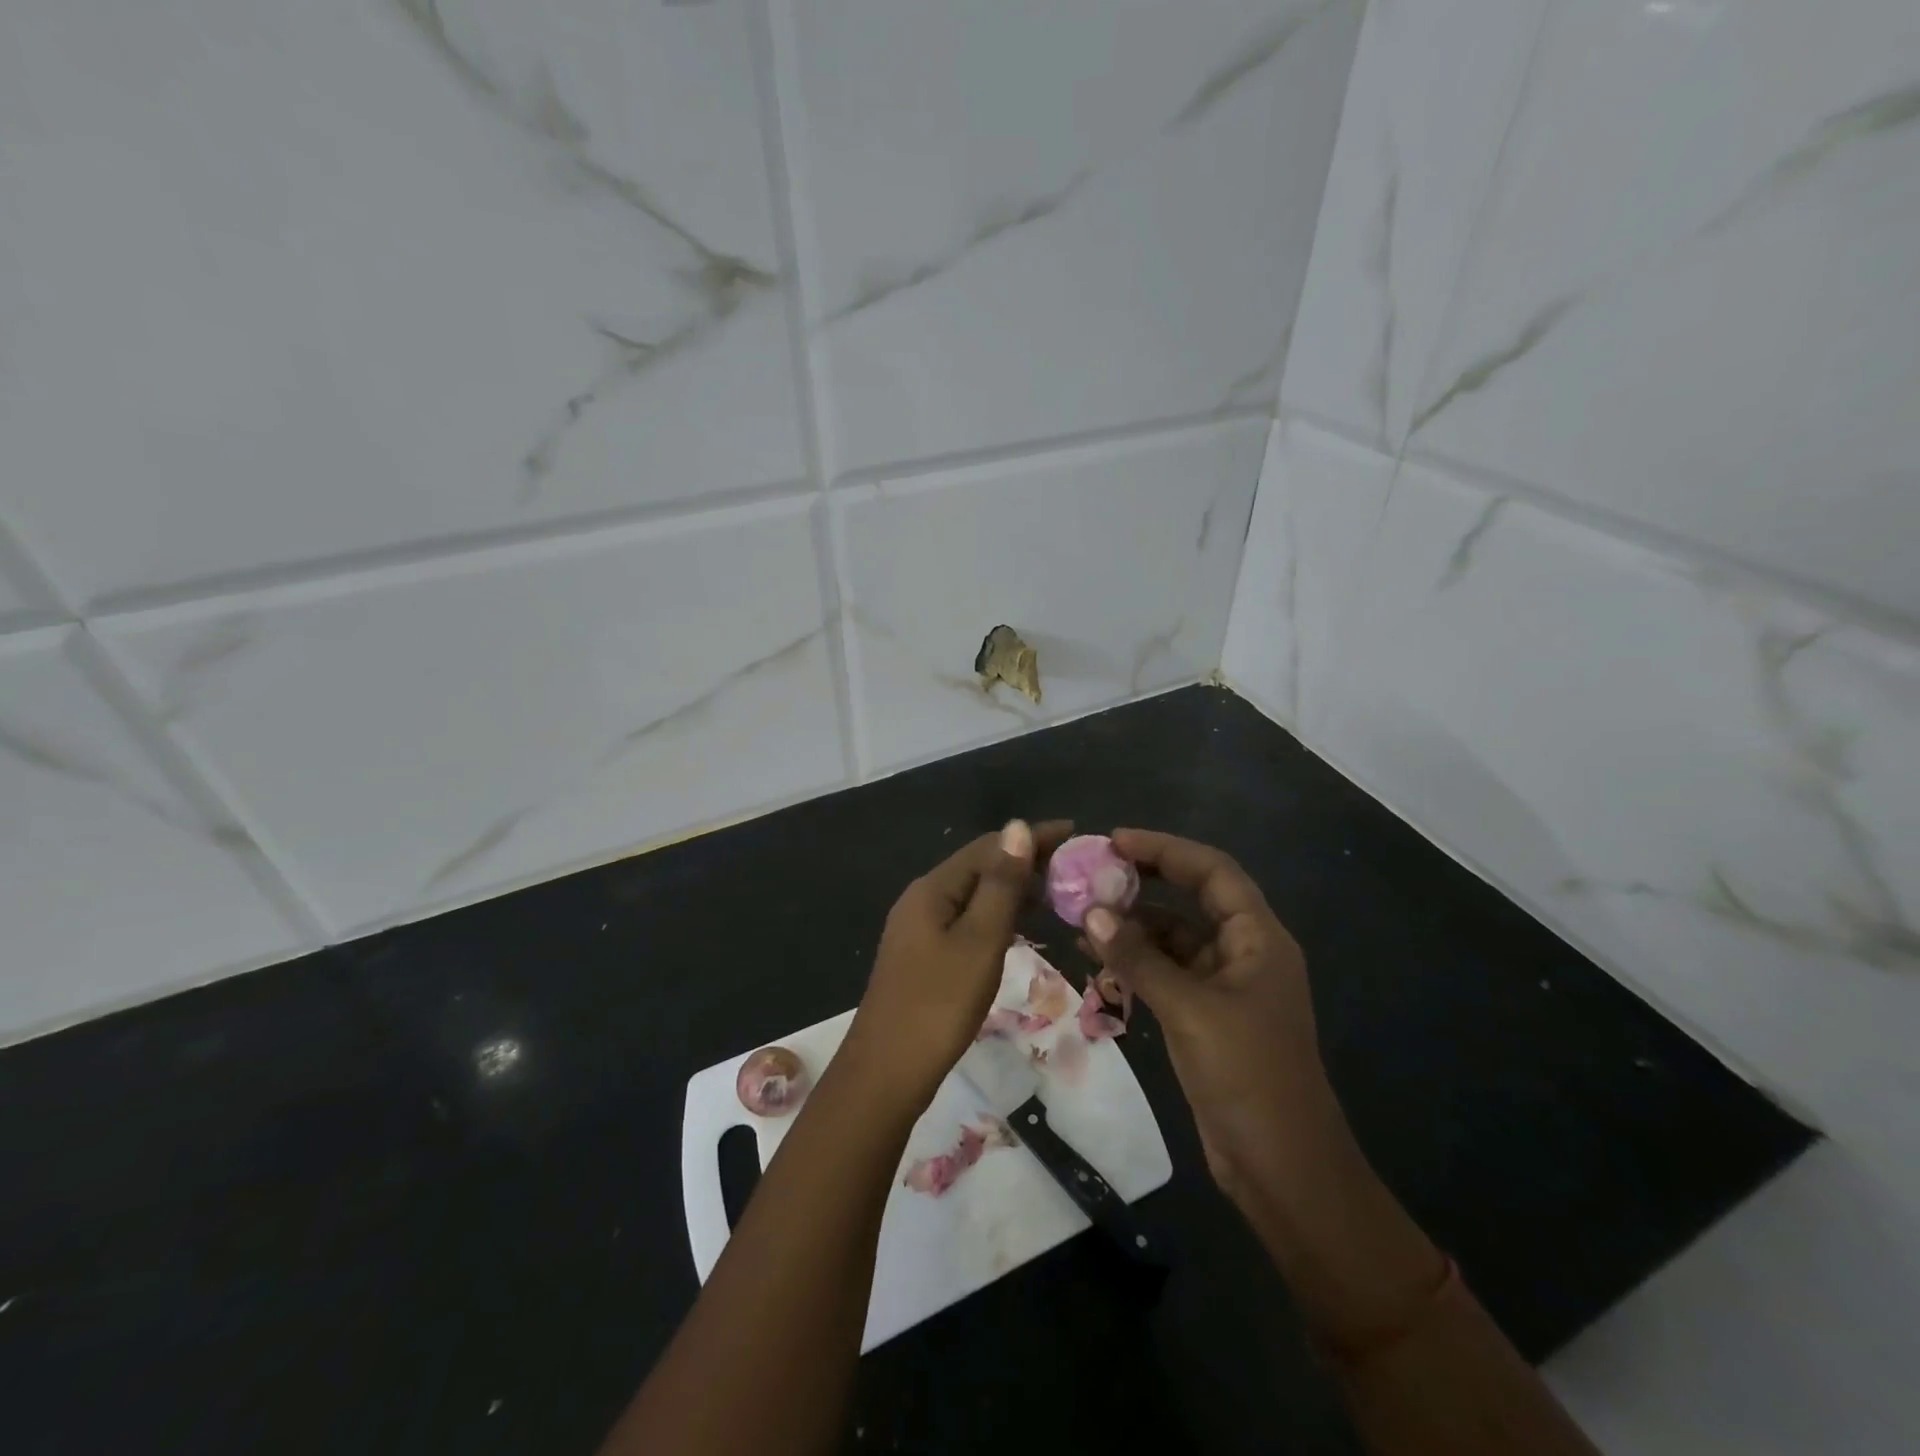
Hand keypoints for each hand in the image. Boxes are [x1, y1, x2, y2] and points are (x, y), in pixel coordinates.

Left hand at [842, 818, 1070, 1110]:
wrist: (886, 1073)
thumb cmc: (938, 1005)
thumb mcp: (979, 941)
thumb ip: (1001, 884)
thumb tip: (1018, 826)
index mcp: (933, 888)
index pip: (989, 846)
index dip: (1032, 838)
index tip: (1076, 834)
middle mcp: (923, 899)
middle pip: (980, 867)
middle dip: (1025, 861)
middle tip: (1074, 868)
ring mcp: (920, 929)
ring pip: (974, 895)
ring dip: (1013, 889)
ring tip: (1058, 893)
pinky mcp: (924, 956)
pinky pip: (967, 920)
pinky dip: (998, 916)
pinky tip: (1021, 927)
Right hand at [1081, 828, 1337, 1207]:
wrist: (1283, 1169)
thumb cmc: (1247, 1076)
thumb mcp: (1189, 1010)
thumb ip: (1139, 958)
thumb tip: (1090, 912)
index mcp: (1258, 939)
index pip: (1213, 871)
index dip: (1166, 849)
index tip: (1115, 841)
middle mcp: (1244, 953)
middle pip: (1193, 899)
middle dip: (1146, 882)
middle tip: (1093, 873)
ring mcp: (1224, 987)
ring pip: (1174, 939)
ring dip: (1133, 927)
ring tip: (1082, 917)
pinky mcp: (1206, 1018)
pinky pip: (1166, 974)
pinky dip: (1135, 963)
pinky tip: (1097, 960)